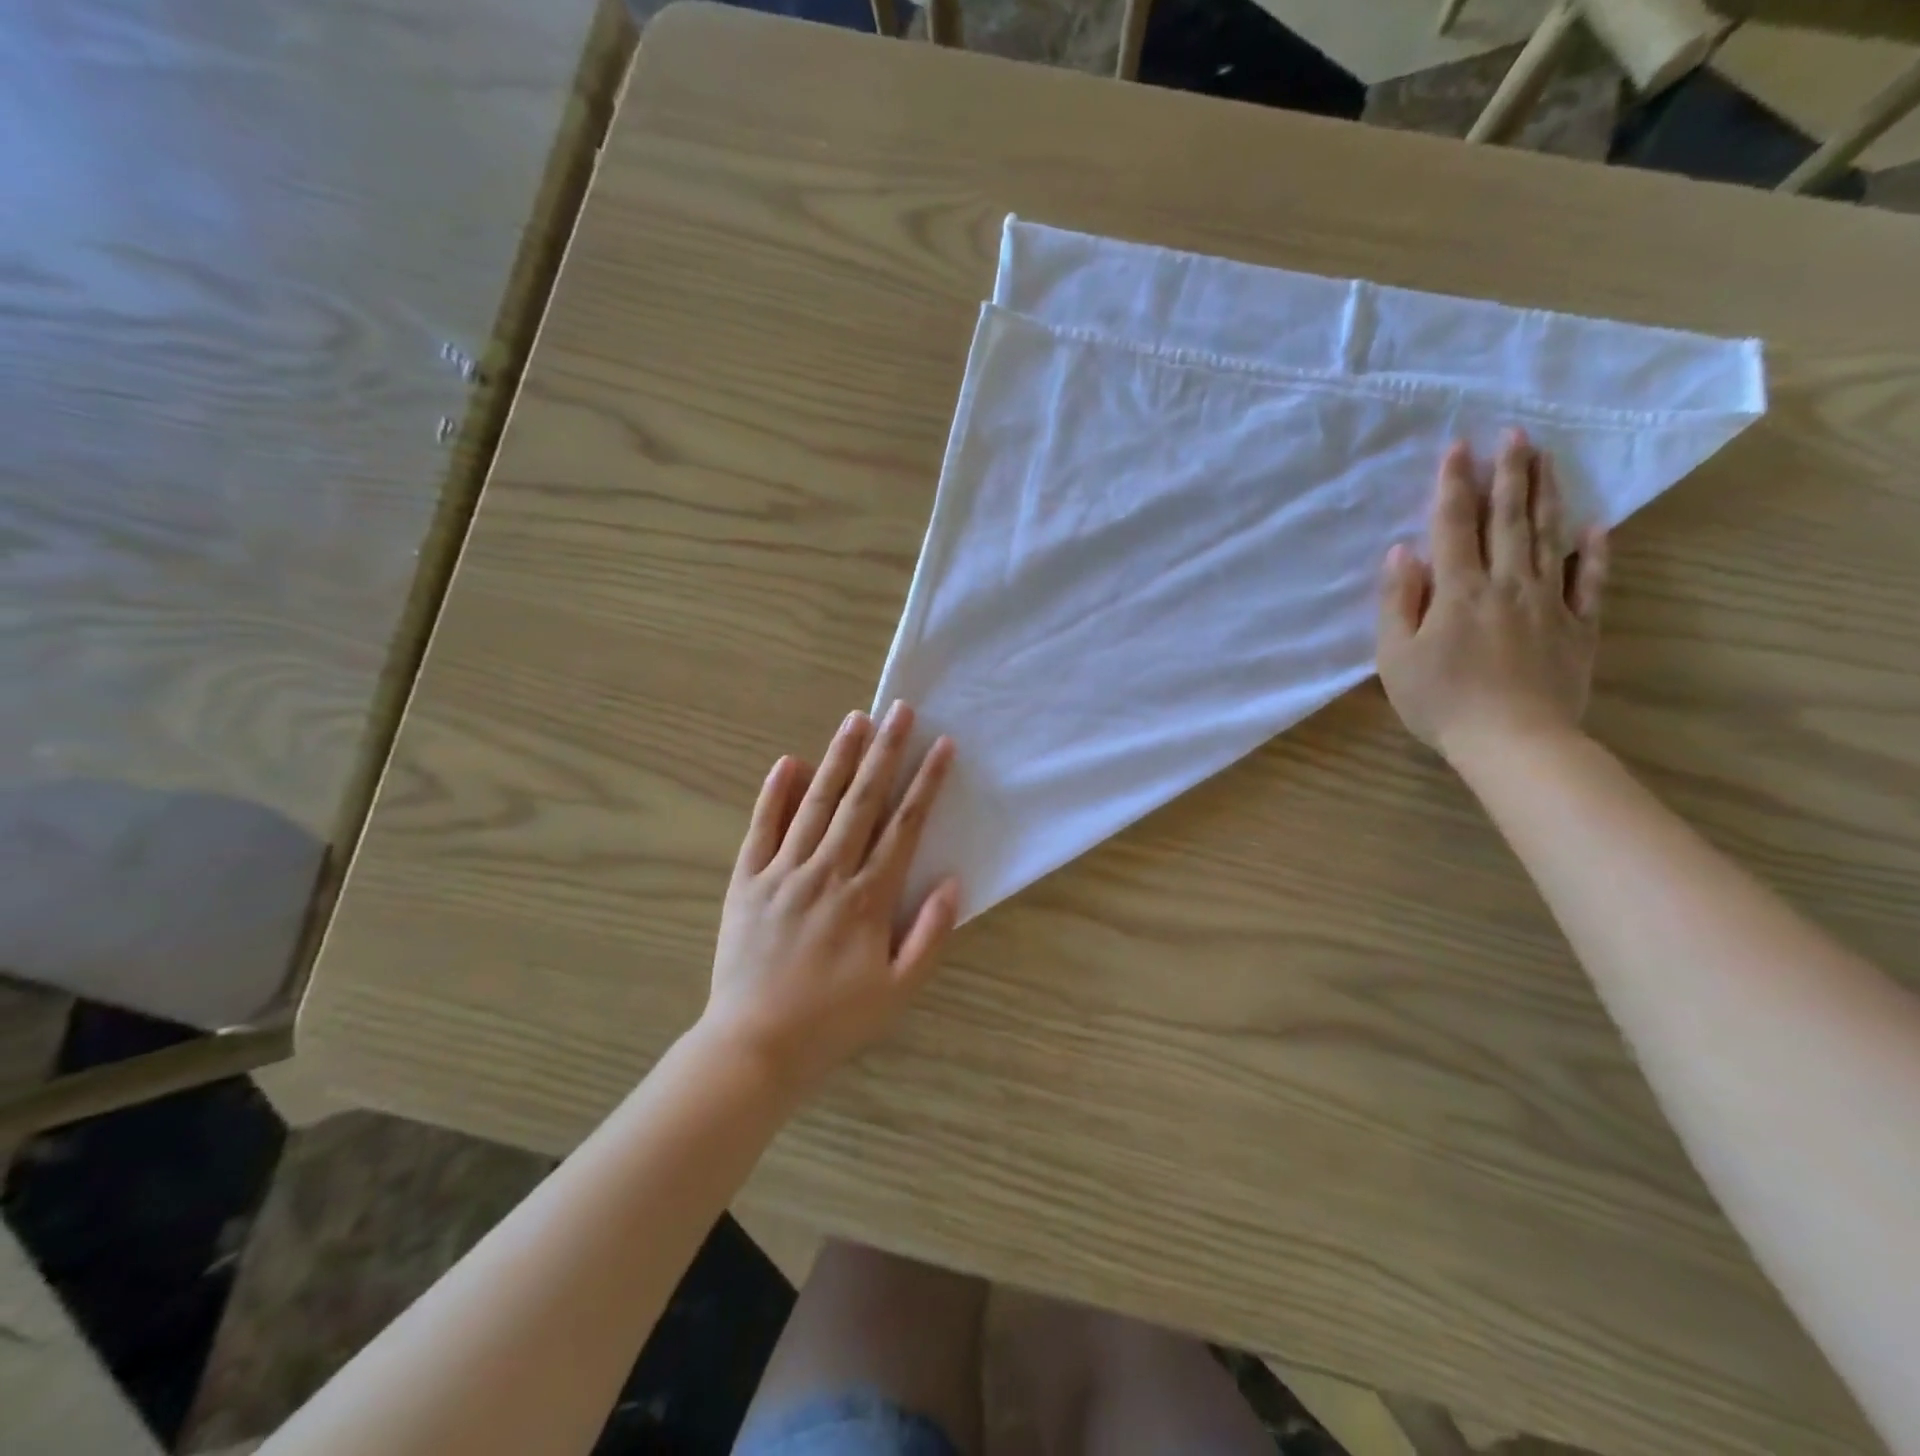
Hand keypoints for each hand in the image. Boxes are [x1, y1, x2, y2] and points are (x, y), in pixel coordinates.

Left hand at [700, 702, 959, 1095]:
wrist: (753, 1047)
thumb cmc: (833, 1021)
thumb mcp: (898, 991)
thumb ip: (928, 935)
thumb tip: (952, 882)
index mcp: (867, 898)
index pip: (904, 827)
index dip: (925, 783)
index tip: (941, 746)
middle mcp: (827, 873)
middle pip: (862, 801)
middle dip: (884, 752)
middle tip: (899, 710)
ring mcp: (783, 873)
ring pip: (816, 803)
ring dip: (837, 758)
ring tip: (855, 719)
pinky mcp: (747, 882)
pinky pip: (761, 829)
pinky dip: (775, 794)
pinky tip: (789, 762)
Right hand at [1377, 430, 1608, 763]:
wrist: (1513, 741)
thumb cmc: (1440, 701)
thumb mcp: (1395, 656)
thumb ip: (1398, 601)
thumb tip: (1403, 552)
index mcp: (1458, 591)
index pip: (1454, 526)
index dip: (1453, 485)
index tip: (1457, 447)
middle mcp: (1506, 584)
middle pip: (1508, 520)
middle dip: (1509, 475)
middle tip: (1515, 434)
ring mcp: (1548, 603)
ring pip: (1548, 539)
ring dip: (1546, 496)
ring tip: (1547, 459)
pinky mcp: (1578, 627)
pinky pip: (1590, 581)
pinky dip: (1594, 552)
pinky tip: (1596, 525)